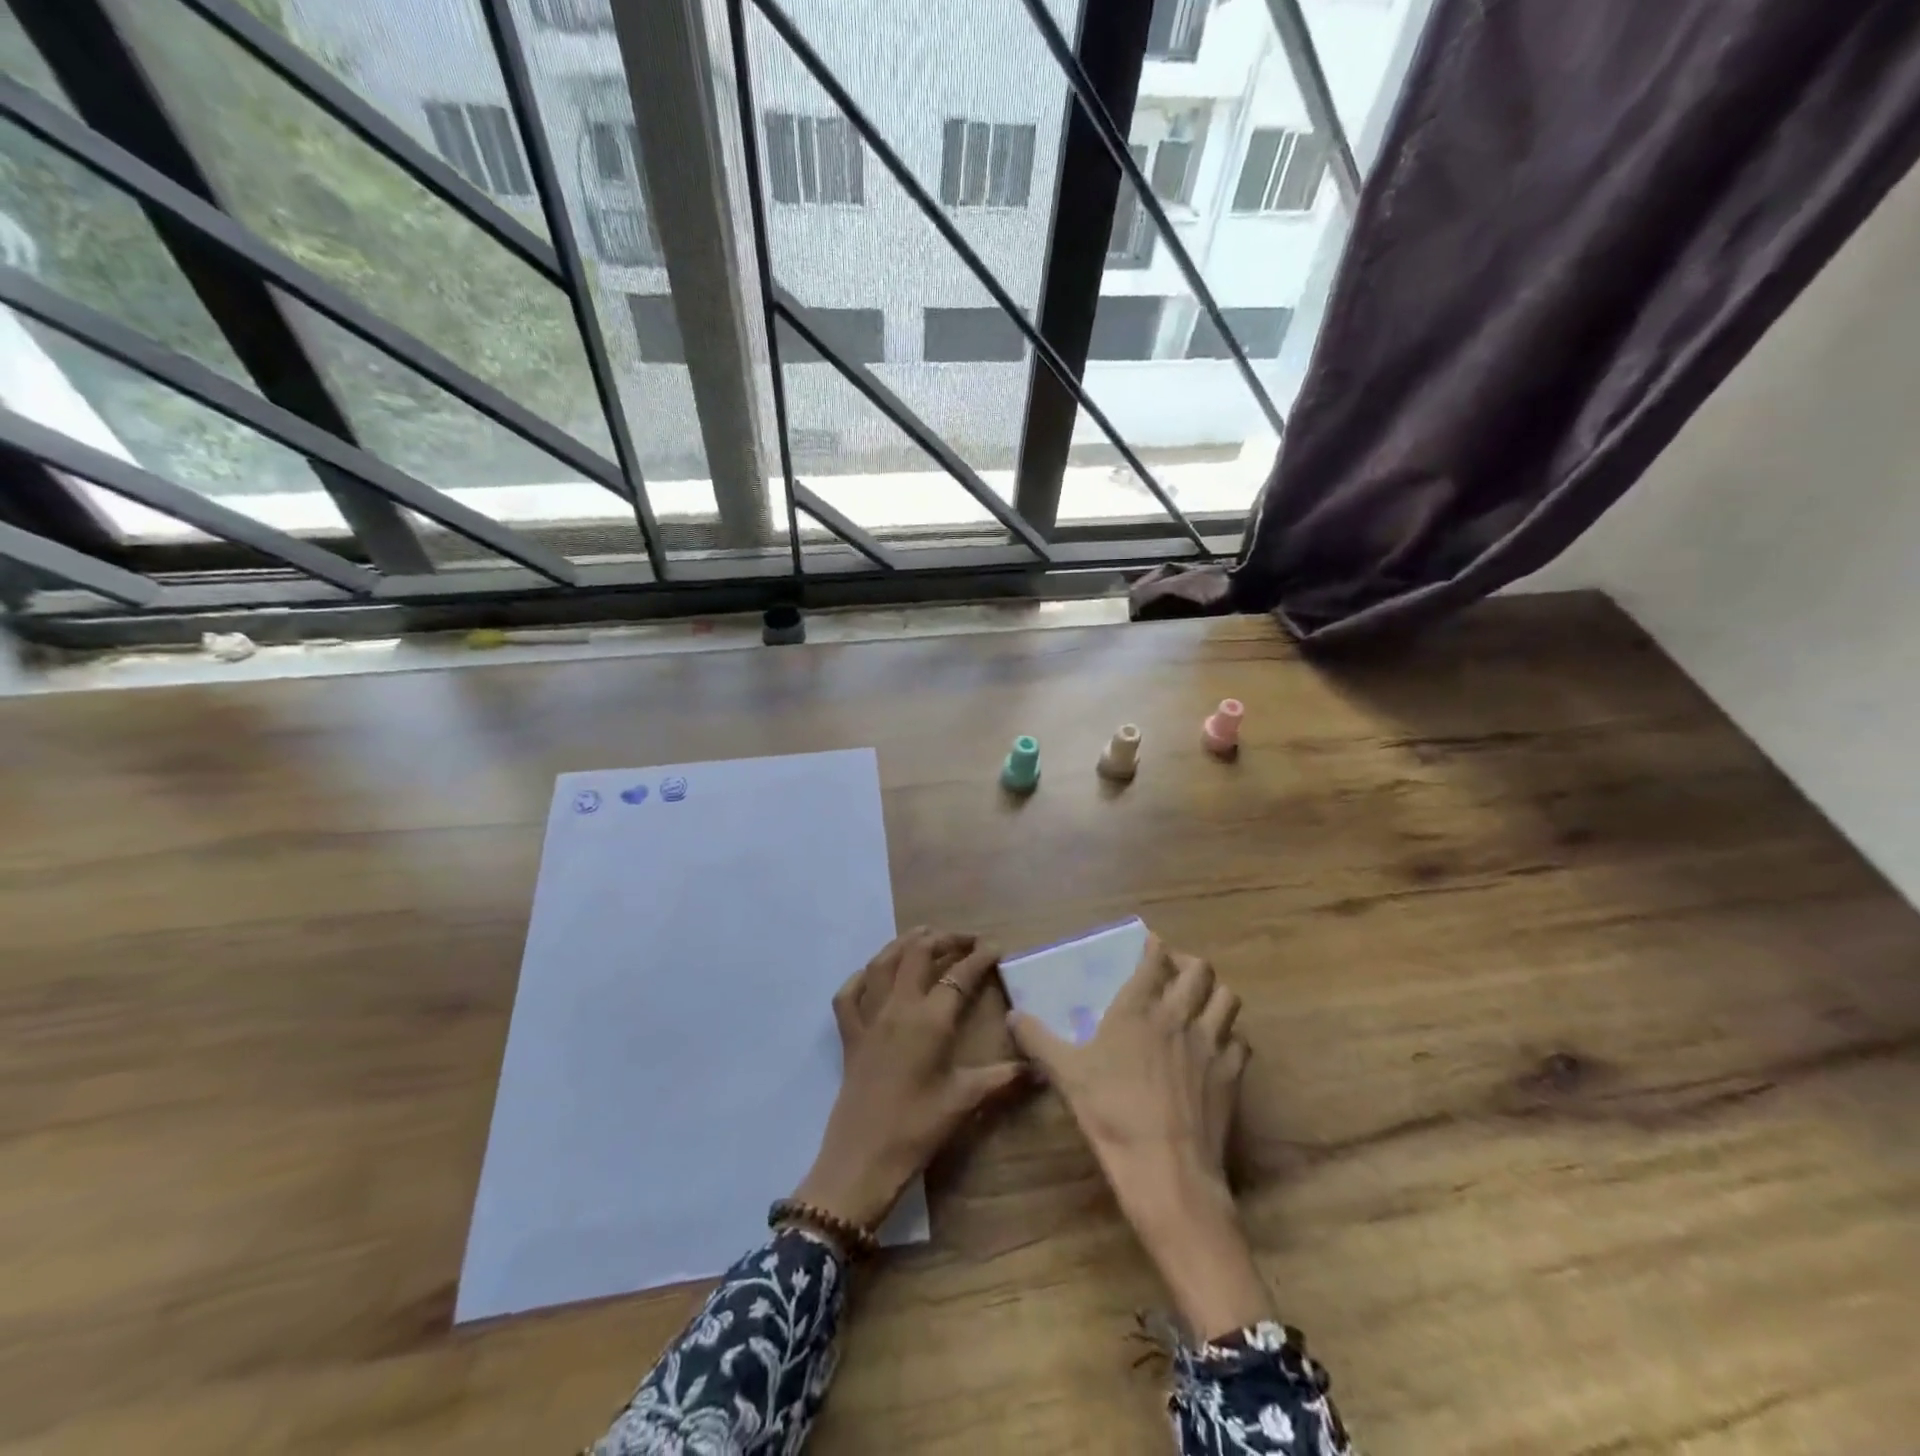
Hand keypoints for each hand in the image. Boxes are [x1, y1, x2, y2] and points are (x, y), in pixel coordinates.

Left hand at [794, 929, 1024, 1231]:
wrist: (862, 1158)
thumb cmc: (918, 1127)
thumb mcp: (965, 1101)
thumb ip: (1002, 1078)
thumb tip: (1039, 1068)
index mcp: (930, 1020)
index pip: (959, 976)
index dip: (979, 958)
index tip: (996, 947)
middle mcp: (898, 1007)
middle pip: (918, 955)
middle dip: (943, 939)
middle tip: (964, 939)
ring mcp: (869, 1018)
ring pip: (883, 963)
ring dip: (903, 944)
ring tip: (922, 935)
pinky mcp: (849, 1035)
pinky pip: (849, 994)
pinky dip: (861, 977)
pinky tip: (872, 974)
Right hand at [1010, 933, 1272, 1338]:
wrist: (1166, 1169)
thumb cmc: (1112, 1112)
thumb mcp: (1066, 1074)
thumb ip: (1038, 1040)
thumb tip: (1012, 1016)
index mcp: (1138, 1008)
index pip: (1155, 960)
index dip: (1155, 947)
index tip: (1152, 943)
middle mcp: (1179, 1016)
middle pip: (1200, 971)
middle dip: (1188, 963)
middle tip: (1175, 971)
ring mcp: (1211, 1044)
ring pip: (1227, 998)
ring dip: (1214, 993)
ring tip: (1201, 1001)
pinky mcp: (1232, 1075)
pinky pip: (1240, 1041)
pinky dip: (1230, 1037)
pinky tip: (1218, 1048)